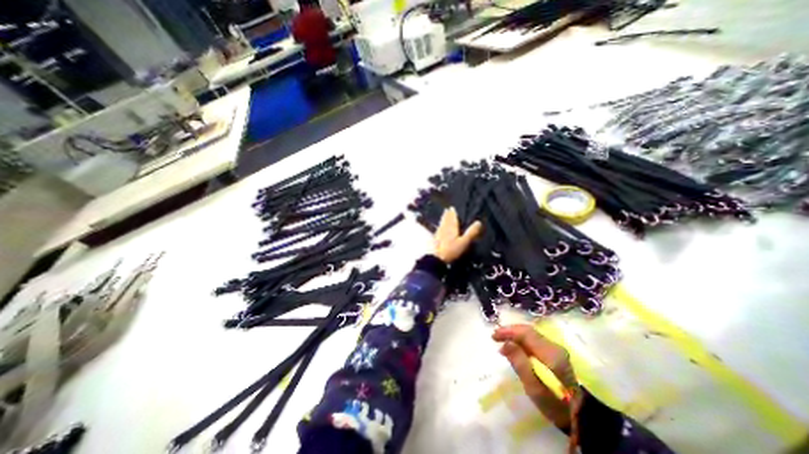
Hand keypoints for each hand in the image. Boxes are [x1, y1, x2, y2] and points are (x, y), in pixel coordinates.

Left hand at [433, 208, 481, 263]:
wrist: (435, 259)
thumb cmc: (451, 250)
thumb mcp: (464, 242)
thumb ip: (471, 232)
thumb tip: (479, 222)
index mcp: (451, 228)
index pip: (452, 218)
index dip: (452, 213)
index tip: (452, 208)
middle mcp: (444, 229)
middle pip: (445, 220)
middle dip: (447, 215)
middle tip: (447, 210)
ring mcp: (438, 234)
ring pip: (441, 224)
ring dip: (443, 219)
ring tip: (443, 216)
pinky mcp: (434, 240)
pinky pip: (438, 230)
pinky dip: (440, 226)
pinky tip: (439, 229)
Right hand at [490, 325, 578, 426]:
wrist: (578, 417)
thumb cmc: (554, 405)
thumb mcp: (534, 388)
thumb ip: (520, 363)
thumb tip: (505, 343)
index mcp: (551, 355)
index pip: (526, 334)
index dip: (508, 331)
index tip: (494, 336)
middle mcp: (554, 347)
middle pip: (528, 331)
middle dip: (510, 331)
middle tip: (495, 337)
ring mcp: (556, 349)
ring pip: (530, 334)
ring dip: (514, 335)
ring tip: (501, 341)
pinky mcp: (554, 353)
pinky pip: (533, 340)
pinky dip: (521, 340)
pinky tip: (513, 346)